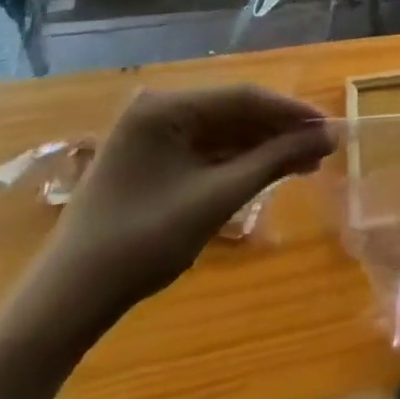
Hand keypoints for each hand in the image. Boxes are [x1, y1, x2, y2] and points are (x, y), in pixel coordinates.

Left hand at [40, 85, 334, 317]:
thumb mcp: (217, 197)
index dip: (292, 112)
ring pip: (224, 131)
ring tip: (306, 164)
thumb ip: (275, 160)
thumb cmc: (143, 242)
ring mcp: (152, 135)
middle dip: (280, 131)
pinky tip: (270, 172)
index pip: (244, 98)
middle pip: (235, 112)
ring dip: (264, 147)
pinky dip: (239, 161)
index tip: (331, 127)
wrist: (68, 301)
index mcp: (164, 108)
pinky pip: (207, 149)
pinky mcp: (152, 160)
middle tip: (323, 149)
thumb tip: (327, 136)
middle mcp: (157, 110)